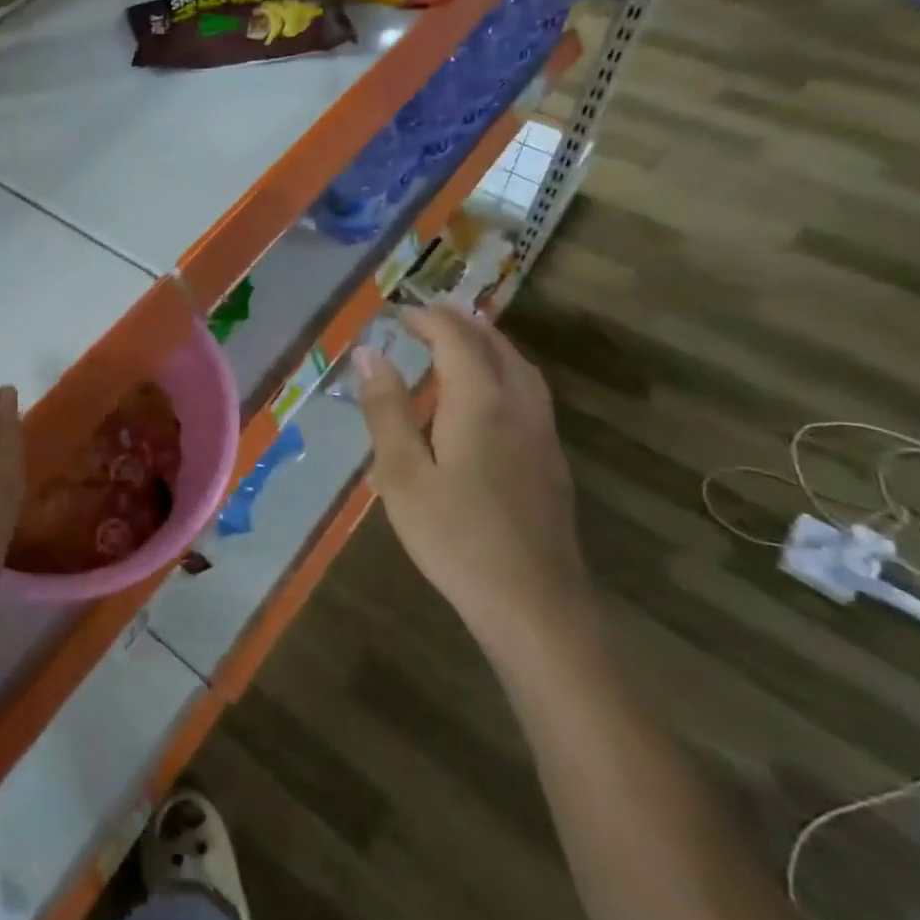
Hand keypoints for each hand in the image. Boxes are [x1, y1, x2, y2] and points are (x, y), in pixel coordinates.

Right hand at [351, 305, 588, 653]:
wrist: (534, 606)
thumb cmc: (455, 537)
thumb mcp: (402, 472)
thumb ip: (386, 409)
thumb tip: (368, 353)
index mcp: (482, 402)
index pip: (457, 338)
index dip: (427, 318)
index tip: (396, 313)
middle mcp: (520, 407)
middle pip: (496, 346)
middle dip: (460, 324)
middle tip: (424, 318)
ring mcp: (543, 436)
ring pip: (520, 370)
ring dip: (487, 345)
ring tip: (456, 344)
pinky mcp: (551, 464)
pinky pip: (529, 395)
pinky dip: (503, 373)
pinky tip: (485, 400)